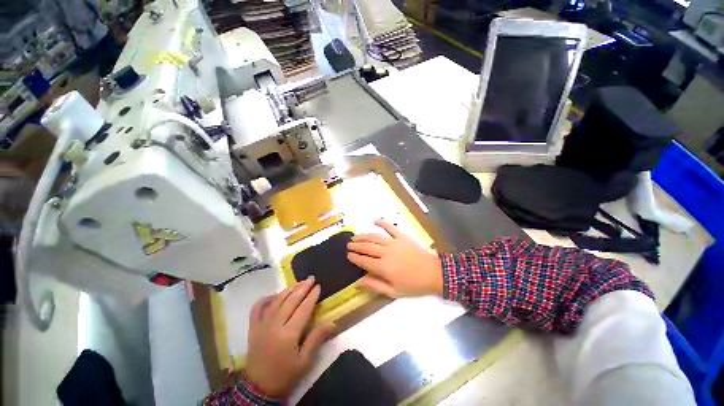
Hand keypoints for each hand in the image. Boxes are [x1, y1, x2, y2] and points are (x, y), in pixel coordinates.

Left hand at [245, 277, 334, 397]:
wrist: (258, 389)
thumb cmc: (285, 375)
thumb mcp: (305, 361)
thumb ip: (317, 339)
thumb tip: (332, 322)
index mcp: (289, 334)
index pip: (303, 308)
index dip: (312, 296)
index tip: (318, 286)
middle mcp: (275, 325)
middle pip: (291, 301)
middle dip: (302, 288)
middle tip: (311, 278)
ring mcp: (262, 325)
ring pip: (276, 301)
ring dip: (288, 290)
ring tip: (298, 283)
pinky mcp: (253, 328)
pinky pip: (256, 309)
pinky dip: (264, 300)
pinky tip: (272, 295)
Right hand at [347, 219, 442, 296]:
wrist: (433, 273)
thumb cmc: (413, 284)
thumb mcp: (393, 291)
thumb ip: (375, 286)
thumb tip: (359, 282)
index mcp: (383, 267)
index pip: (364, 261)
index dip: (355, 257)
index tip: (348, 255)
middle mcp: (385, 252)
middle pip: (367, 247)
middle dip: (356, 246)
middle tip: (349, 245)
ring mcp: (393, 242)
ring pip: (374, 237)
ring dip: (363, 236)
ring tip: (356, 236)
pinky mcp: (401, 236)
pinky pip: (390, 227)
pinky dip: (382, 223)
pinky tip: (374, 220)